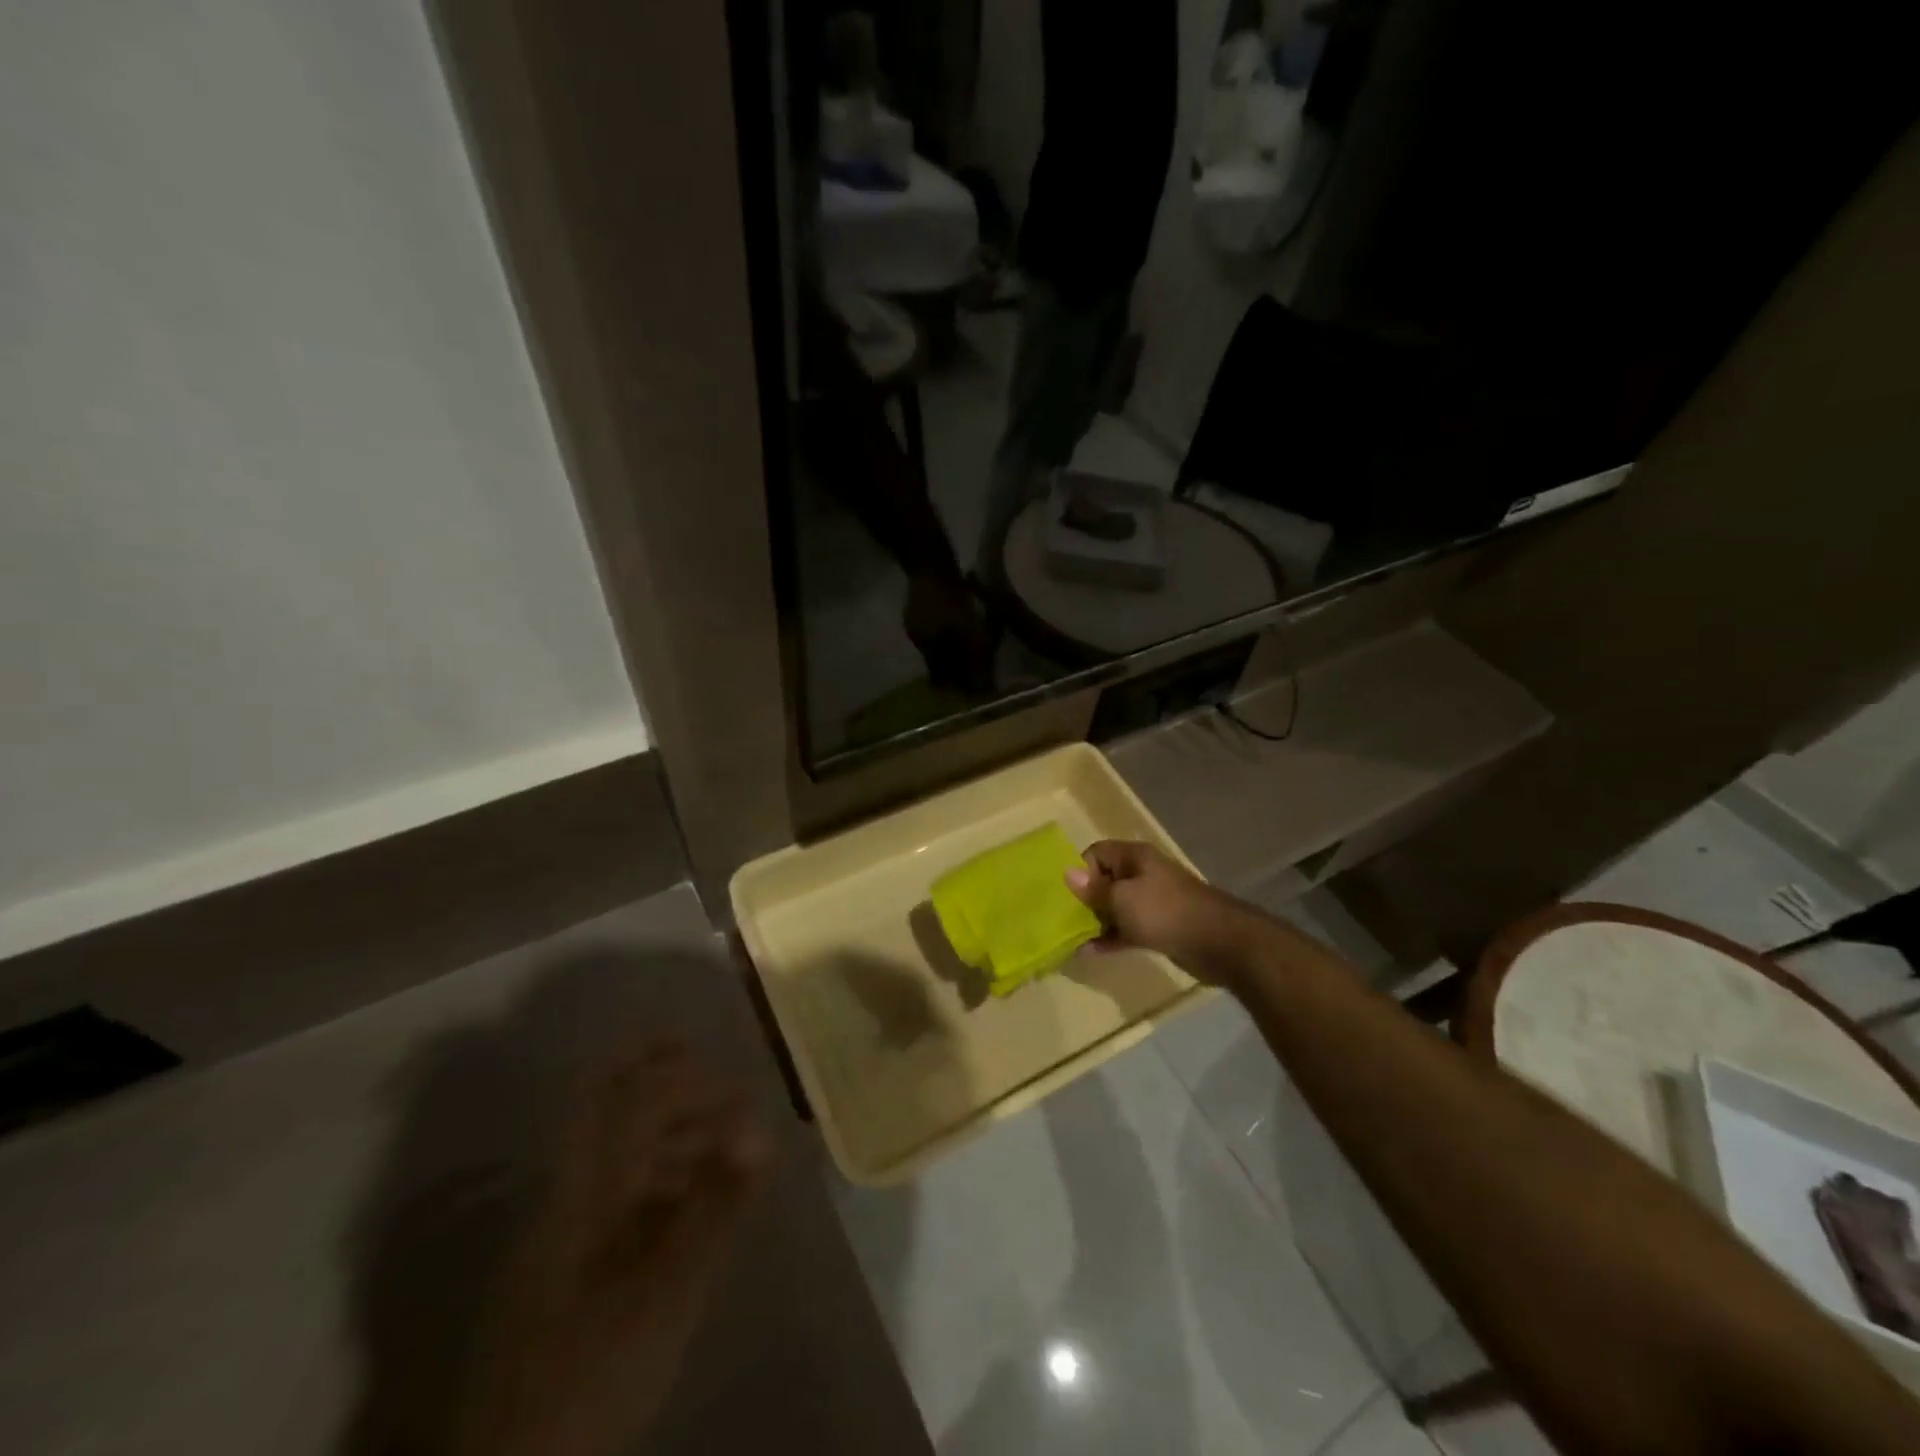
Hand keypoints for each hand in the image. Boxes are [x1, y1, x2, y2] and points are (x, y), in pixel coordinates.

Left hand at [462, 1041, 770, 1455]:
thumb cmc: (593, 1372)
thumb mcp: (667, 1293)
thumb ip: (716, 1207)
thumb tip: (761, 1132)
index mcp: (581, 1190)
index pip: (631, 1101)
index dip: (685, 1078)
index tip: (735, 1081)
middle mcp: (565, 1193)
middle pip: (601, 1105)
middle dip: (651, 1068)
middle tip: (701, 1054)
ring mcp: (560, 1227)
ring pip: (610, 1145)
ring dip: (663, 1123)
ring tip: (719, 1134)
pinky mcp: (565, 1261)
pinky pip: (613, 1188)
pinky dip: (655, 1170)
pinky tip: (692, 1193)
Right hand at [1065, 839, 1254, 984]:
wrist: (1218, 942)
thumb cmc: (1164, 911)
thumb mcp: (1122, 898)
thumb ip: (1094, 890)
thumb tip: (1067, 873)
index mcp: (1134, 857)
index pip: (1096, 853)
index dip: (1080, 871)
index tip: (1068, 896)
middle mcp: (1142, 874)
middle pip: (1104, 880)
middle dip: (1085, 899)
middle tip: (1064, 920)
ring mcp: (1151, 902)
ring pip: (1115, 907)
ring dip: (1096, 921)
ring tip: (1073, 938)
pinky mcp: (1158, 927)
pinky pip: (1127, 927)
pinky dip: (1111, 937)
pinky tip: (1091, 952)